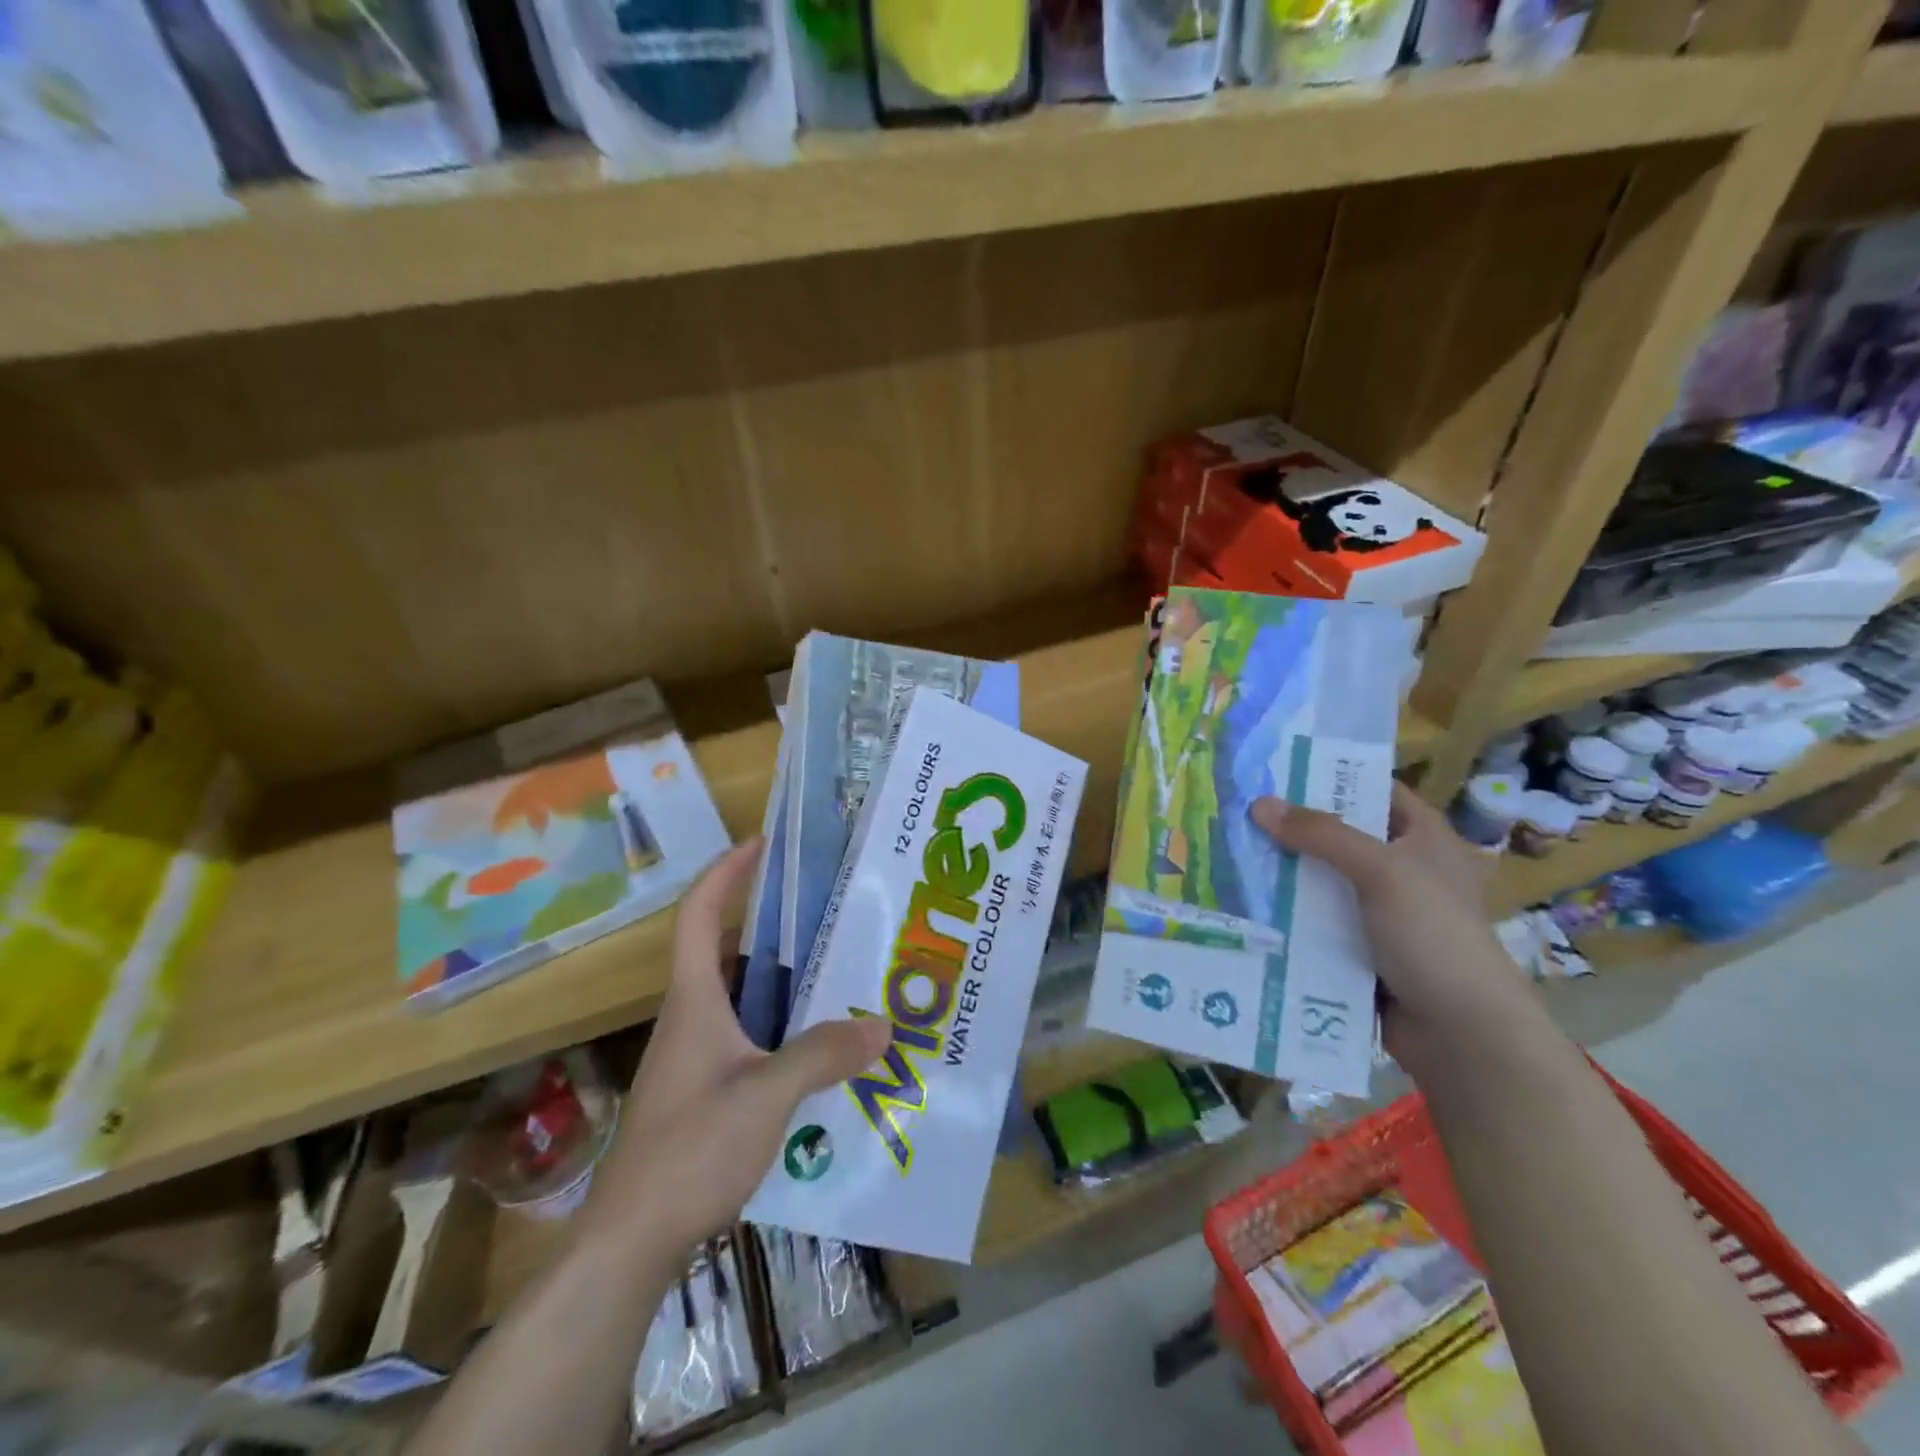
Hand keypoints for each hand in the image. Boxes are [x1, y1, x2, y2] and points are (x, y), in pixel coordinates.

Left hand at [578, 841, 891, 1258]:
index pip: (699, 915)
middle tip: (830, 913)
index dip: (725, 873)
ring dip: (786, 980)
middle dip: (773, 924)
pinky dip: (786, 1027)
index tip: (761, 845)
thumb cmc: (689, 1151)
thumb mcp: (765, 1097)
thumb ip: (822, 1055)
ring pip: (745, 998)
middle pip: (728, 951)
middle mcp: (693, 1018)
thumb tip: (882, 1024)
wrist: (631, 1242)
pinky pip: (753, 1037)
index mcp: (695, 1000)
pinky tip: (826, 1047)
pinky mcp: (707, 1090)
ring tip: (842, 972)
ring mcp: (698, 1057)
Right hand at [1249, 784, 1535, 1062]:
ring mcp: (1377, 911)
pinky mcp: (1357, 947)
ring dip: (1281, 872)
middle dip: (1290, 826)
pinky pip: (1313, 920)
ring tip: (1225, 850)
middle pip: (1337, 834)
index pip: (1373, 789)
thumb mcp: (1381, 871)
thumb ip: (1321, 834)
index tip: (1275, 768)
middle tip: (1235, 808)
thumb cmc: (1433, 935)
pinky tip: (1242, 901)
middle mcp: (1400, 868)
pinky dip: (1285, 912)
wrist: (1460, 1032)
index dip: (1330, 776)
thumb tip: (1259, 804)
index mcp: (1422, 838)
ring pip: (1319, 880)